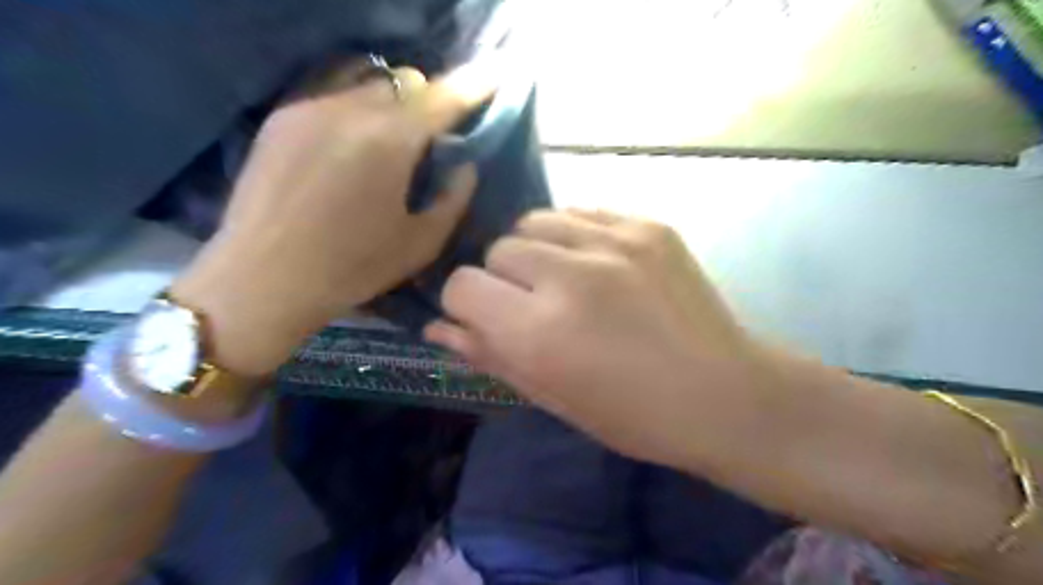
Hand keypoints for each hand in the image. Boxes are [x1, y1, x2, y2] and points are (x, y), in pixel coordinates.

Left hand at [172, 57, 495, 373]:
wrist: (264, 278)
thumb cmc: (353, 267)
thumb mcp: (421, 243)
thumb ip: (454, 199)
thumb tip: (465, 166)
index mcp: (390, 141)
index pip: (444, 98)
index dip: (474, 86)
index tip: (495, 79)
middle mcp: (349, 109)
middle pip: (405, 83)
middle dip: (428, 101)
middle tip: (434, 136)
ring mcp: (309, 107)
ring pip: (367, 83)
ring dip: (392, 103)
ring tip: (391, 140)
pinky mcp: (280, 118)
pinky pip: (332, 94)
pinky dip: (357, 109)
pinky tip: (351, 146)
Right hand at [425, 208, 773, 464]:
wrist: (723, 394)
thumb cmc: (631, 415)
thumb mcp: (551, 397)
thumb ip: (488, 355)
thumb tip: (438, 328)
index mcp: (540, 331)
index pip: (462, 285)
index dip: (465, 303)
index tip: (485, 317)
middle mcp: (570, 275)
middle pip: (497, 248)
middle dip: (503, 278)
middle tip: (534, 305)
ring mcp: (614, 241)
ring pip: (535, 220)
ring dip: (536, 250)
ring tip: (564, 278)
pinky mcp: (647, 225)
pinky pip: (581, 212)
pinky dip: (574, 236)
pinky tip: (598, 264)